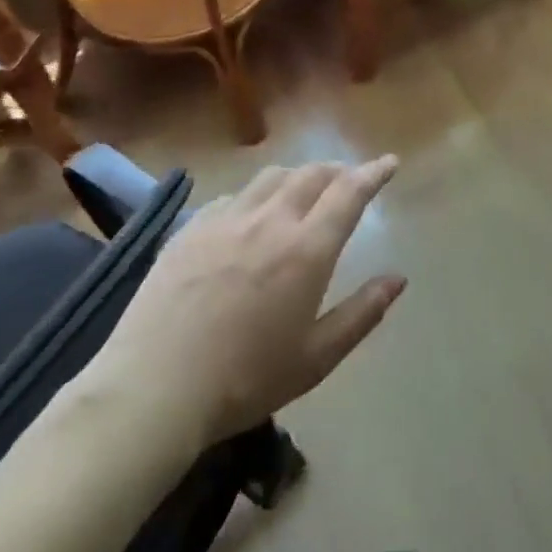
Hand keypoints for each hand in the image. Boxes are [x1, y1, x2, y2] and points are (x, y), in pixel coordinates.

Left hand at [94, 158, 404, 446]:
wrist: (154, 388)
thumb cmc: (246, 380)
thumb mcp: (317, 358)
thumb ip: (362, 313)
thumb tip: (398, 279)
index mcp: (306, 250)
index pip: (349, 193)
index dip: (373, 173)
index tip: (389, 163)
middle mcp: (269, 221)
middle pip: (310, 175)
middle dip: (337, 170)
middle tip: (349, 179)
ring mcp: (224, 220)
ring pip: (270, 177)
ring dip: (297, 175)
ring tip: (304, 189)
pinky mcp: (189, 230)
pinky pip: (232, 196)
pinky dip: (256, 195)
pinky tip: (250, 214)